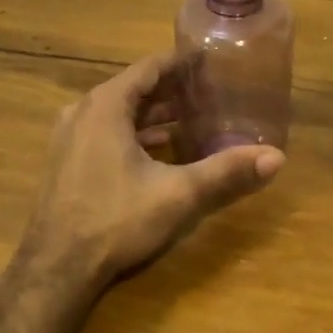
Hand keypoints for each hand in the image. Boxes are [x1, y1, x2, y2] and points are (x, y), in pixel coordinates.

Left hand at [21, 52, 285, 289]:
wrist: (55, 270)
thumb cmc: (115, 220)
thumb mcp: (178, 194)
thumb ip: (225, 172)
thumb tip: (277, 158)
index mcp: (106, 105)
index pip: (150, 67)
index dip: (182, 63)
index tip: (211, 61)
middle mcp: (84, 111)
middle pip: (135, 88)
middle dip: (172, 89)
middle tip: (210, 91)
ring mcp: (70, 136)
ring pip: (120, 111)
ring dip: (154, 113)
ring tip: (193, 118)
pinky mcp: (67, 160)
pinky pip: (106, 131)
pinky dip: (135, 132)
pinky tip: (161, 149)